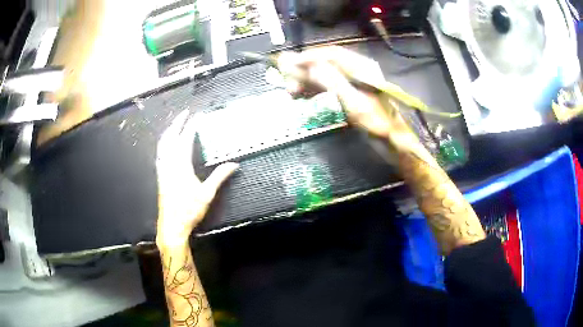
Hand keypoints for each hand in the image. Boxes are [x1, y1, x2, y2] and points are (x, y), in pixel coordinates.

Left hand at [155, 111, 238, 247]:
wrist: (172, 225)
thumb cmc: (190, 210)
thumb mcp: (207, 194)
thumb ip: (220, 176)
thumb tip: (234, 164)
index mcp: (181, 166)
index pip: (186, 139)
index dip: (192, 126)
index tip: (198, 116)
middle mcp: (169, 163)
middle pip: (170, 137)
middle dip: (177, 123)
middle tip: (184, 113)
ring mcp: (163, 169)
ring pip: (163, 144)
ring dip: (169, 131)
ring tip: (176, 124)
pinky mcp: (160, 175)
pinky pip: (160, 153)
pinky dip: (164, 143)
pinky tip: (166, 144)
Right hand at [277, 46, 418, 149]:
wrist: (397, 143)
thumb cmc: (379, 125)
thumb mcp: (356, 105)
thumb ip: (333, 83)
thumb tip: (310, 65)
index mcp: (362, 67)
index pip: (330, 54)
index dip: (307, 57)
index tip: (286, 66)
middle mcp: (358, 70)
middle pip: (326, 62)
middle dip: (305, 71)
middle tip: (288, 86)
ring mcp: (355, 81)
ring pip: (326, 74)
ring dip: (308, 80)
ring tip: (292, 92)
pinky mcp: (353, 93)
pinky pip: (329, 85)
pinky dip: (315, 89)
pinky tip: (305, 96)